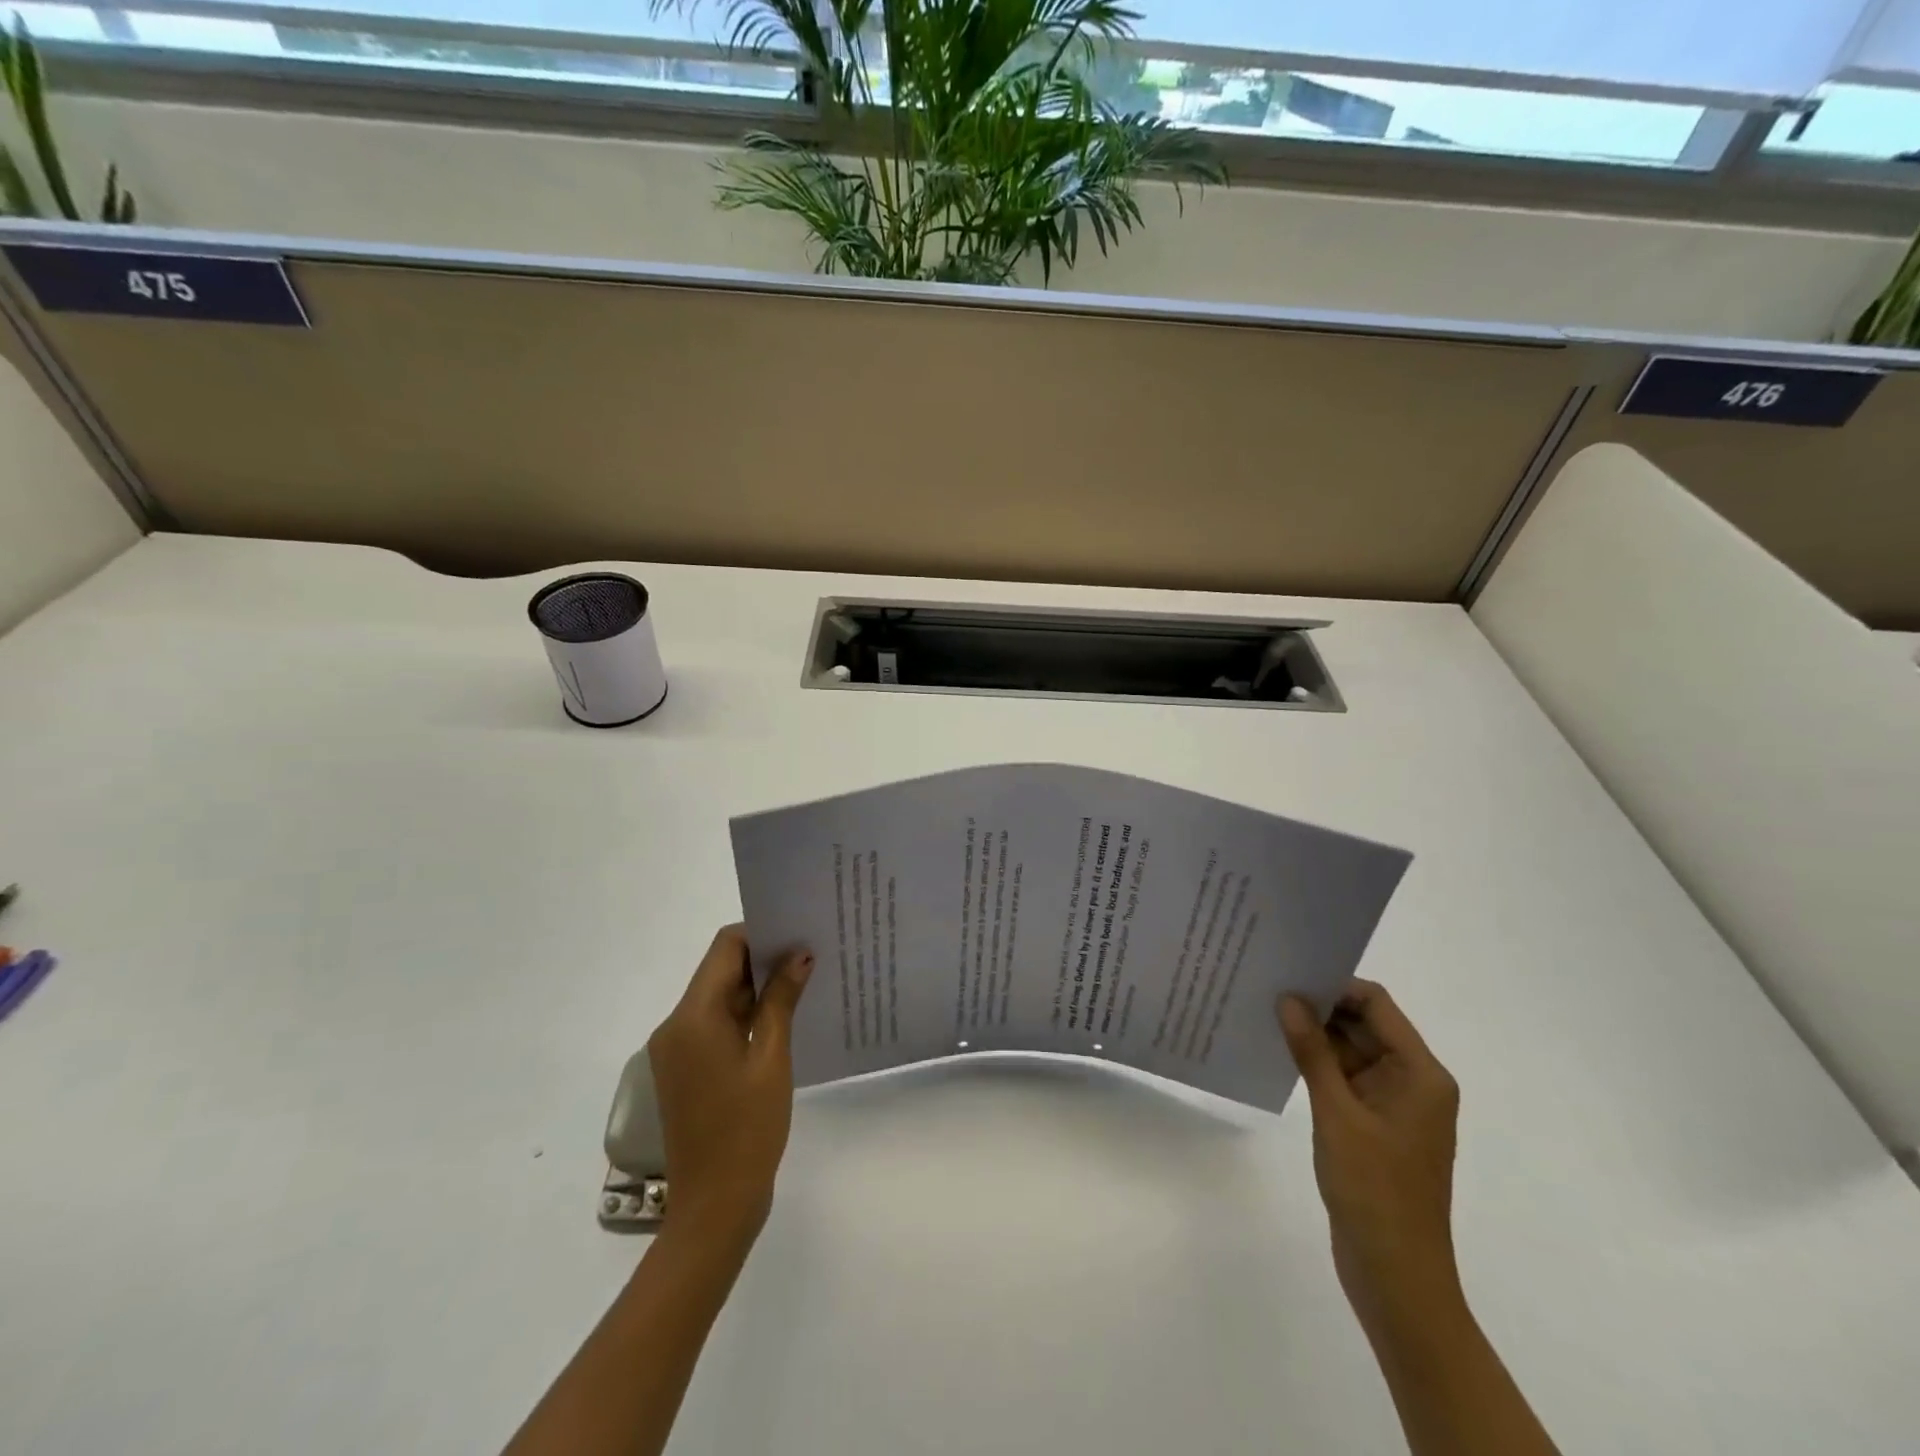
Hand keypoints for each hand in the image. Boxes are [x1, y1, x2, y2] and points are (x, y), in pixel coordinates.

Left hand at [648, 925, 812, 1245]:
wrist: (714, 1206)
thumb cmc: (748, 1129)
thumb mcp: (772, 1058)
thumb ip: (782, 1000)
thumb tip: (799, 954)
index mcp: (692, 1017)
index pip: (724, 948)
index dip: (761, 934)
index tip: (798, 935)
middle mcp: (675, 1025)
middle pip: (719, 970)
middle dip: (762, 960)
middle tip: (809, 957)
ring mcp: (675, 1049)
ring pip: (718, 997)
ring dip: (755, 989)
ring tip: (802, 984)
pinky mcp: (684, 1069)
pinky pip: (713, 1025)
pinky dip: (744, 1016)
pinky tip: (781, 1020)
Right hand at [1279, 981, 1461, 1336]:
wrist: (1396, 1275)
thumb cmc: (1374, 1189)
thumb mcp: (1337, 1113)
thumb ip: (1312, 1051)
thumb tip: (1288, 998)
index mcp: (1420, 1073)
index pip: (1376, 1005)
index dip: (1334, 986)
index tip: (1288, 975)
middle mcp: (1414, 1081)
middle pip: (1365, 1024)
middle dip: (1319, 1008)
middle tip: (1267, 989)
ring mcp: (1395, 1105)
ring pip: (1352, 1051)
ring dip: (1315, 1037)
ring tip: (1265, 1015)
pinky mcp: (1376, 1125)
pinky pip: (1347, 1079)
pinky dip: (1319, 1065)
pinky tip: (1281, 1055)